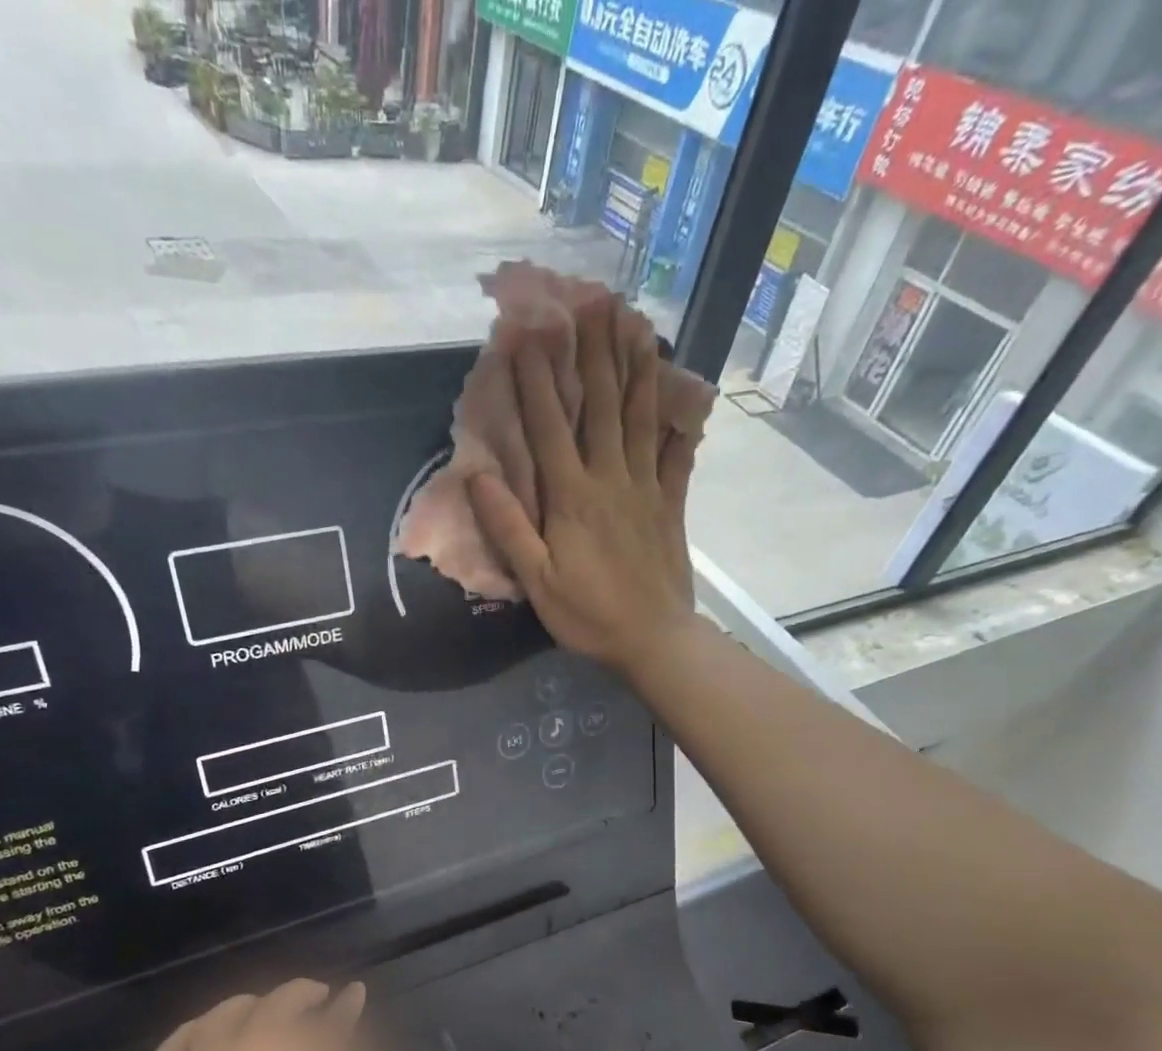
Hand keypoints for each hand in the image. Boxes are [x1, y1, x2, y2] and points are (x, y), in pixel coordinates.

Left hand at [141, 980, 397, 1050]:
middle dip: (302, 997)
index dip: (343, 1010)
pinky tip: (214, 1031)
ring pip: (223, 1019)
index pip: (323, 1034)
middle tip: (322, 1000)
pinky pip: (174, 1049)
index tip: (354, 994)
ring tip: (272, 1010)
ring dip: (253, 1005)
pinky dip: (195, 1029)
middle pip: (273, 1012)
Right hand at [467, 295, 697, 677]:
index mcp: (572, 497)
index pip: (549, 426)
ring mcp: (646, 487)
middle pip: (601, 405)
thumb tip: (477, 476)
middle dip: (594, 351)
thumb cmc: (587, 615)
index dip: (536, 378)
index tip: (527, 330)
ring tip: (636, 321)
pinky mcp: (671, 503)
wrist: (653, 640)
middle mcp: (610, 478)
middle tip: (593, 299)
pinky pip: (676, 452)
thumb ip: (509, 528)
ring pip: (640, 416)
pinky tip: (684, 390)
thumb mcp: (536, 581)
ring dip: (636, 366)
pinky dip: (678, 419)